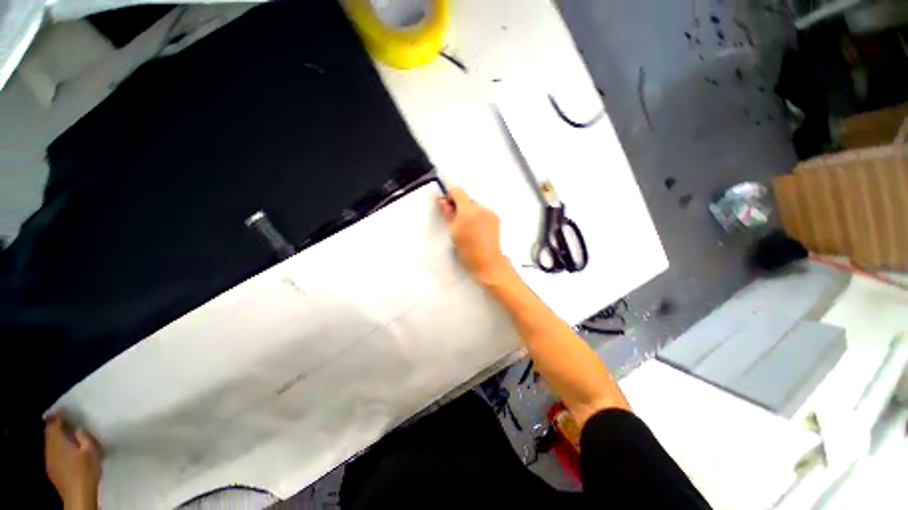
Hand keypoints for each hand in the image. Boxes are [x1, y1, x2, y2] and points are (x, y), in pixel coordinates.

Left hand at [44, 416, 101, 509]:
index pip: (53, 422)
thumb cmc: (86, 470)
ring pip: (50, 443)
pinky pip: (52, 452)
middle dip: (56, 425)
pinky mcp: (51, 468)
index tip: (65, 408)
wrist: (78, 495)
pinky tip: (67, 451)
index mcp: (57, 441)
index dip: (58, 414)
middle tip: (67, 419)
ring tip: (68, 434)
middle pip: (49, 432)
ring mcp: (49, 459)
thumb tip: (79, 428)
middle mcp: (49, 448)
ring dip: (57, 436)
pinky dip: (58, 446)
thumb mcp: (91, 450)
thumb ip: (84, 436)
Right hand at [437, 187, 512, 284]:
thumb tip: (443, 201)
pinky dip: (478, 217)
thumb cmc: (467, 250)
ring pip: (475, 206)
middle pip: (467, 199)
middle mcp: (481, 208)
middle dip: (460, 207)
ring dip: (469, 212)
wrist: (487, 263)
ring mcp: (491, 213)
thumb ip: (447, 214)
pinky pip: (483, 212)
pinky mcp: (497, 218)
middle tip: (456, 222)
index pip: (457, 191)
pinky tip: (477, 231)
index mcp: (468, 211)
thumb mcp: (453, 232)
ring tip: (468, 229)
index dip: (450, 196)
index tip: (447, 207)